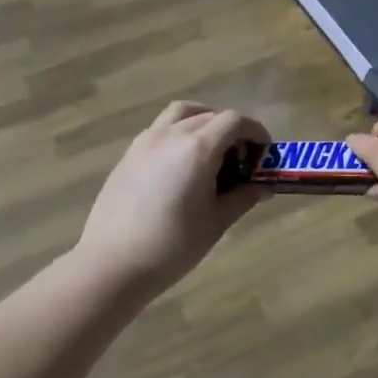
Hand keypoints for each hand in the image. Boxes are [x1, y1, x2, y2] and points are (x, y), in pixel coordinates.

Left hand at [74, 101, 271, 300]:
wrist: (113, 263)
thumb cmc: (173, 246)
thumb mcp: (216, 222)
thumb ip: (243, 198)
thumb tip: (263, 187)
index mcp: (197, 148)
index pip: (234, 121)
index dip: (255, 132)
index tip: (264, 154)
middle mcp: (171, 135)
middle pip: (209, 115)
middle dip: (231, 130)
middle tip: (241, 159)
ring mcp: (145, 142)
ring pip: (180, 114)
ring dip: (202, 122)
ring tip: (212, 150)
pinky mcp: (128, 155)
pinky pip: (160, 130)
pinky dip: (179, 134)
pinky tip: (181, 166)